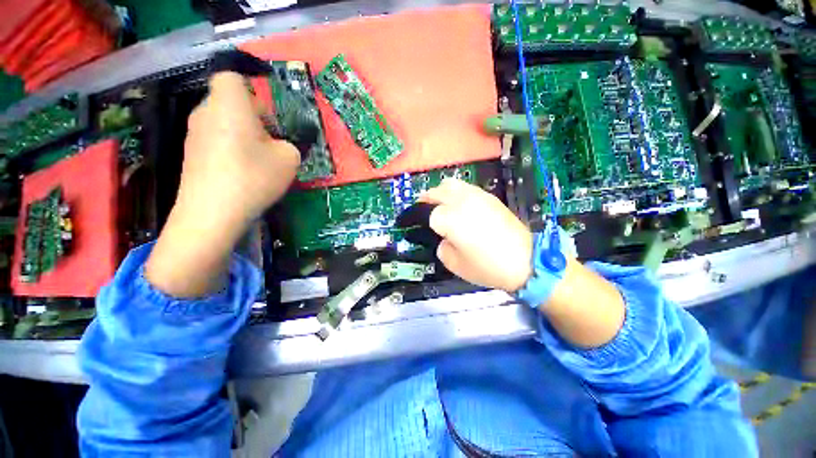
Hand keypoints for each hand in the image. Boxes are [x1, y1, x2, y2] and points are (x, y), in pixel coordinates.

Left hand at [145, 72, 299, 297]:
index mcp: (229, 104)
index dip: (252, 89)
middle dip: (254, 118)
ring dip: (244, 136)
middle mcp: (205, 112)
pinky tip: (243, 173)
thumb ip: (289, 145)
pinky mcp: (191, 155)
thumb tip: (279, 146)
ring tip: (259, 161)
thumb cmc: (253, 176)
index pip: (232, 76)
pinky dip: (232, 151)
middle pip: (230, 102)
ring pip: (224, 123)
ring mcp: (194, 135)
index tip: (269, 115)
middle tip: (270, 142)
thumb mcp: (289, 159)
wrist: (212, 213)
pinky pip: (216, 142)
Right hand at [419, 179, 532, 291]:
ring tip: (439, 204)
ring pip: (450, 184)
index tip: (414, 225)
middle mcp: (460, 201)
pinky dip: (456, 193)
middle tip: (422, 209)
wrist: (526, 260)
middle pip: (436, 192)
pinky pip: (466, 188)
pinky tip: (459, 204)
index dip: (418, 220)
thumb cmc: (487, 266)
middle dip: (426, 200)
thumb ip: (441, 247)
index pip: (426, 213)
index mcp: (449, 219)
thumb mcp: (454, 264)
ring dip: (440, 193)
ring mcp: (476, 196)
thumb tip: (443, 237)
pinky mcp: (489, 196)